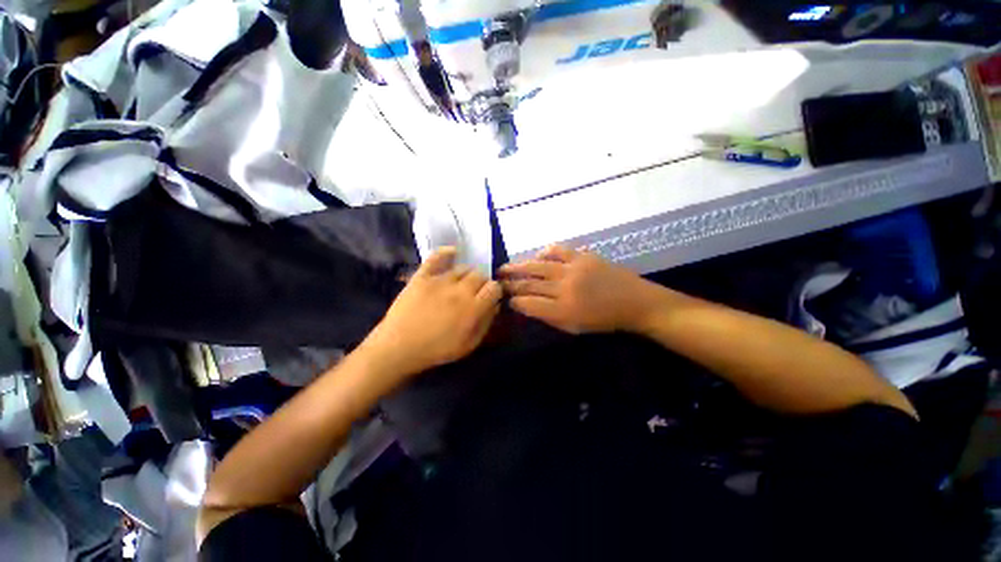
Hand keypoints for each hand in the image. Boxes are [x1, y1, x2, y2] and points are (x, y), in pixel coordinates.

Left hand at [363, 247, 502, 377]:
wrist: (398, 347)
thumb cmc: (436, 350)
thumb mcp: (468, 345)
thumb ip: (485, 323)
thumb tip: (495, 305)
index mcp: (473, 308)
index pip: (494, 288)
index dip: (495, 291)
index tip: (490, 297)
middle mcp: (460, 290)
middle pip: (480, 275)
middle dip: (482, 282)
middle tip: (475, 292)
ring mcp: (440, 280)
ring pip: (463, 267)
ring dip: (467, 274)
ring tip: (462, 282)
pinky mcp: (423, 276)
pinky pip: (437, 257)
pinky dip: (447, 252)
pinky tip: (454, 253)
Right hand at [499, 245, 662, 333]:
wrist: (635, 302)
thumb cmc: (604, 320)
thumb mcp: (574, 327)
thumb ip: (548, 316)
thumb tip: (526, 306)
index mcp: (563, 310)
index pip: (528, 304)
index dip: (514, 302)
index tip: (506, 300)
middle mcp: (564, 288)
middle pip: (529, 284)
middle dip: (509, 283)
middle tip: (496, 281)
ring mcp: (573, 269)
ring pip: (538, 266)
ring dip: (518, 266)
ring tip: (505, 268)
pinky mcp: (582, 256)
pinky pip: (557, 250)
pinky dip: (543, 253)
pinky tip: (537, 257)